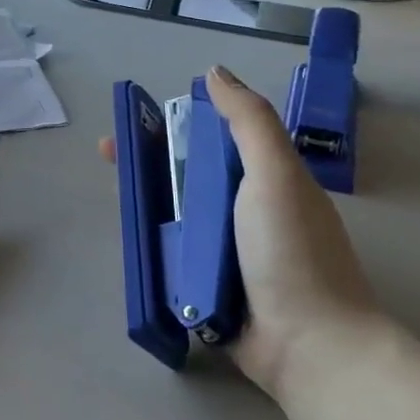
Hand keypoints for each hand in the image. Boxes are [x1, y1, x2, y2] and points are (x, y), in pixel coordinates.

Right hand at [100, 65, 379, 397]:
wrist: (310, 346)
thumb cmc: (292, 251)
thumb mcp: (276, 174)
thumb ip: (249, 121)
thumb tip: (214, 72)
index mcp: (264, 179)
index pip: (213, 138)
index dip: (176, 123)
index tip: (139, 120)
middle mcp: (244, 210)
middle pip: (186, 174)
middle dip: (148, 160)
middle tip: (109, 156)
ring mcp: (226, 251)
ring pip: (175, 214)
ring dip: (145, 201)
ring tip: (113, 196)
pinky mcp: (208, 286)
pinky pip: (173, 255)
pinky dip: (151, 243)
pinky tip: (127, 237)